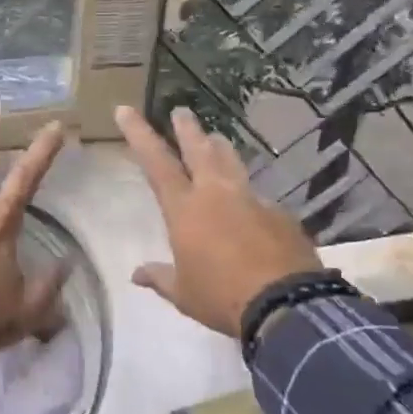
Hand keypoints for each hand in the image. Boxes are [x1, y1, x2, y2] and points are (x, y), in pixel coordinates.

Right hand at [116, 106, 321, 339]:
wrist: (286, 304)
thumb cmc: (222, 297)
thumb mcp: (183, 294)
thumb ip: (160, 278)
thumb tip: (137, 274)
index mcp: (185, 209)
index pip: (156, 162)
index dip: (139, 133)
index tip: (126, 109)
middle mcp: (216, 194)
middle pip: (199, 149)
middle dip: (187, 128)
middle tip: (181, 110)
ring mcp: (252, 200)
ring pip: (232, 162)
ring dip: (221, 148)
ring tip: (216, 139)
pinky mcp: (280, 214)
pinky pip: (258, 197)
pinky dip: (248, 197)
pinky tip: (251, 209)